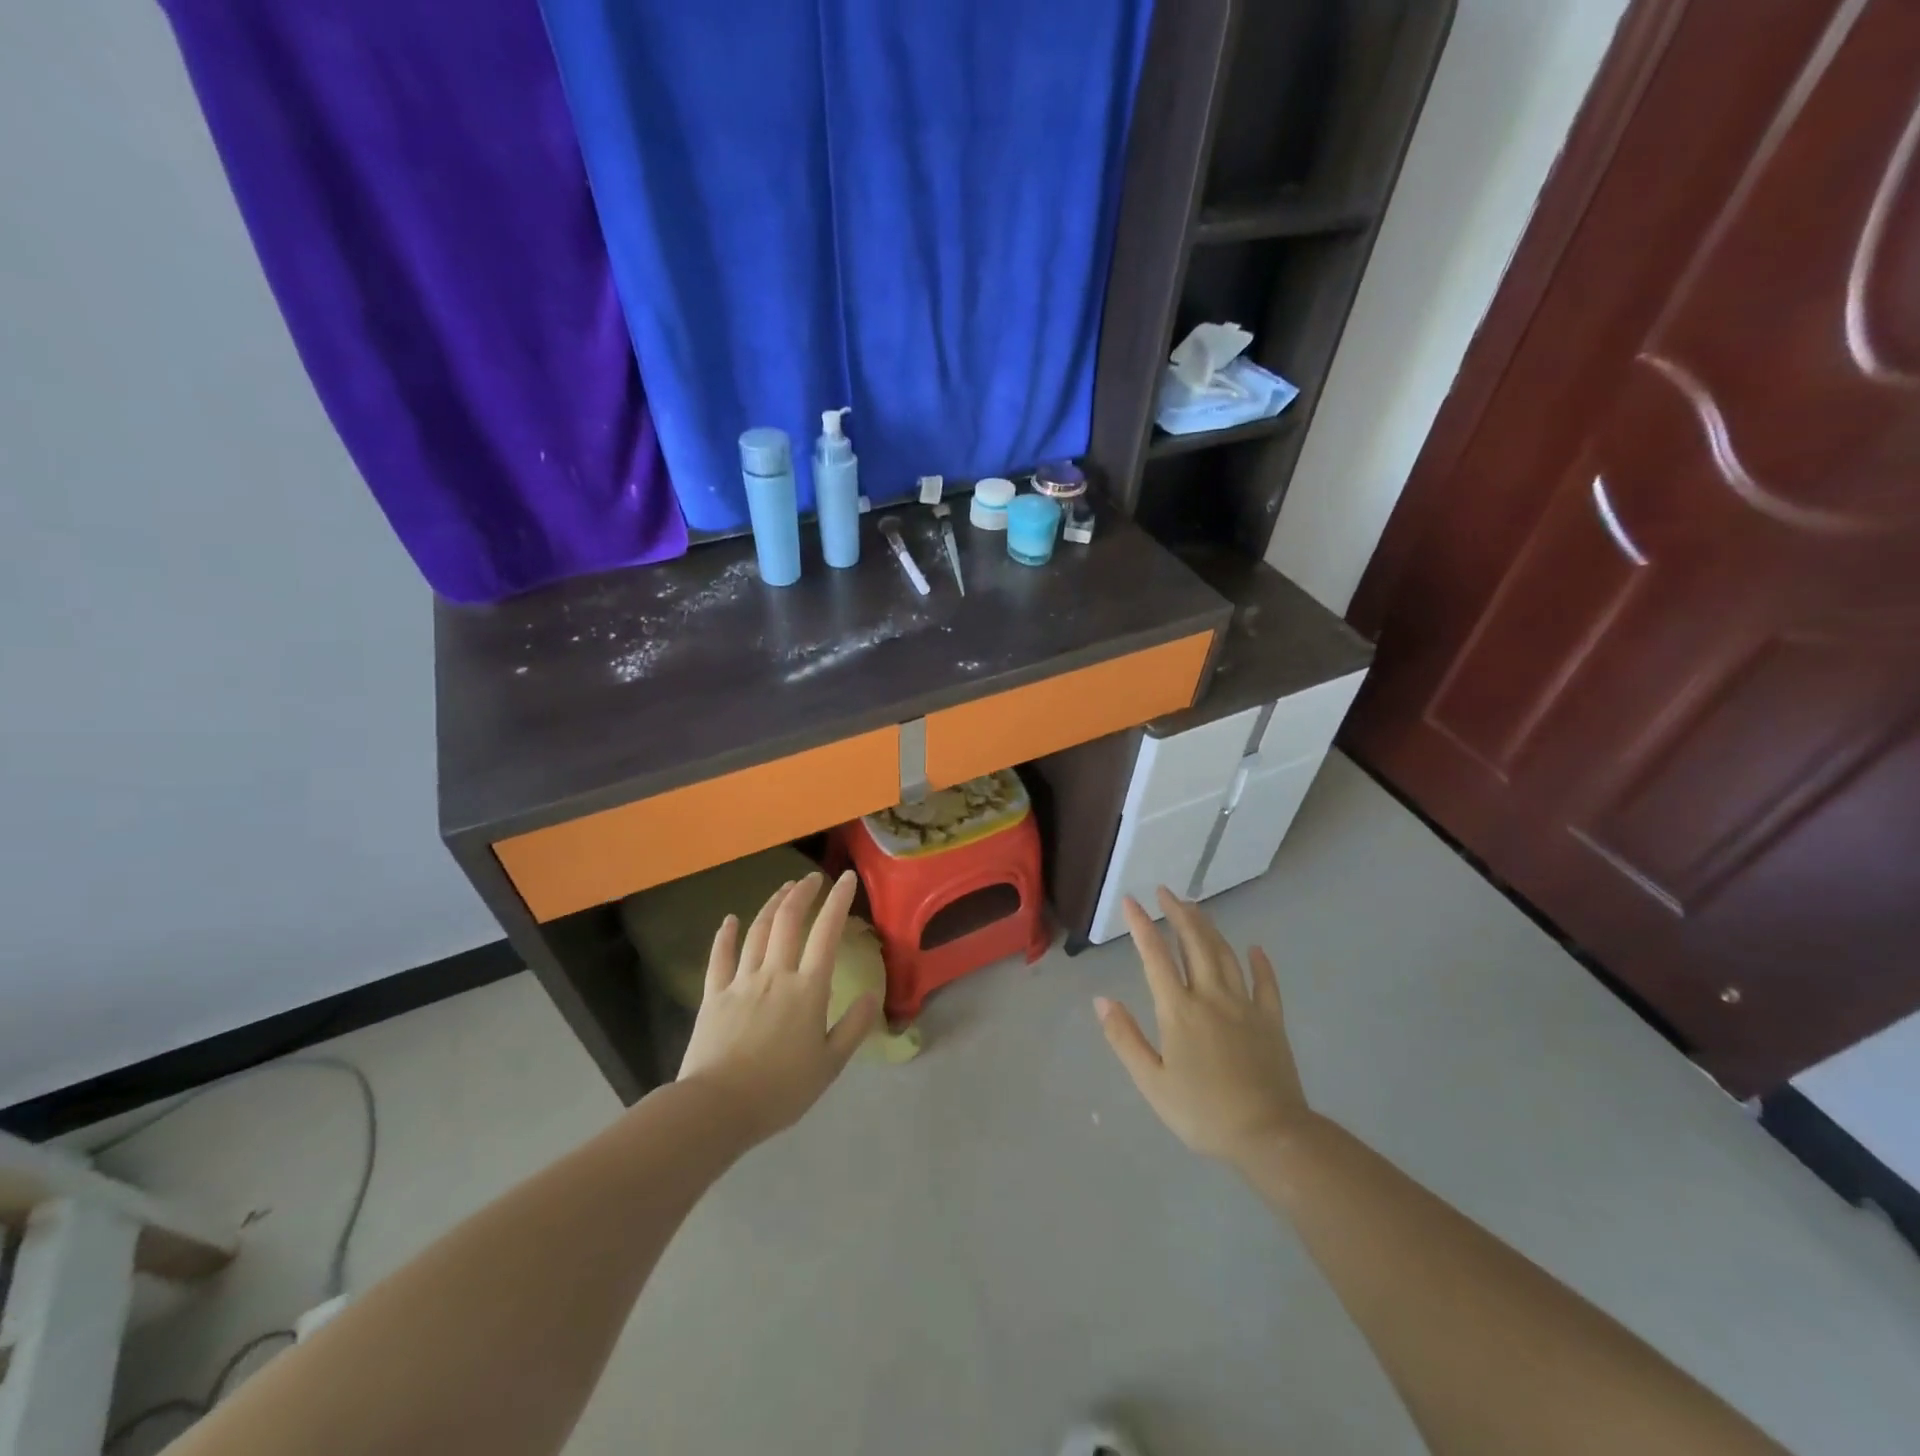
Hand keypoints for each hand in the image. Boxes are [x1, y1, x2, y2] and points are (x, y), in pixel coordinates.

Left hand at [677, 871, 879, 1142]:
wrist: (717, 1107)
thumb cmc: (780, 1090)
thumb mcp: (829, 1065)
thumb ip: (853, 1027)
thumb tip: (872, 994)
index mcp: (807, 989)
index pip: (826, 933)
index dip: (838, 901)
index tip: (846, 878)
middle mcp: (775, 974)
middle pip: (788, 920)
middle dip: (802, 893)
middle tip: (811, 878)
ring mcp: (741, 981)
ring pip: (757, 931)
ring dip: (771, 905)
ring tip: (783, 889)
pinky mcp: (713, 995)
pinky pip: (720, 957)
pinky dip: (726, 935)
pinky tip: (730, 920)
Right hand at [1097, 887, 1310, 1165]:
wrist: (1269, 1136)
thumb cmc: (1203, 1112)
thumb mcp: (1151, 1082)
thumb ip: (1125, 1037)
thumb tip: (1101, 999)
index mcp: (1178, 1010)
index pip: (1155, 956)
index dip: (1141, 926)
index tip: (1131, 901)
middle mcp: (1211, 996)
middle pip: (1193, 943)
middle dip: (1178, 914)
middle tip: (1166, 892)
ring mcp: (1244, 1006)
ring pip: (1224, 955)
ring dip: (1208, 928)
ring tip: (1195, 908)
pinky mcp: (1270, 1021)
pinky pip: (1266, 983)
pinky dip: (1260, 963)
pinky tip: (1255, 948)